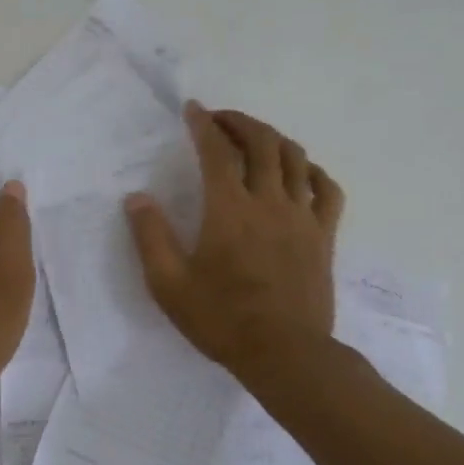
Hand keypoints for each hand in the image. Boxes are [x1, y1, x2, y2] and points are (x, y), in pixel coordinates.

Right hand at [125, 104, 344, 378]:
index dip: (204, 124)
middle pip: (261, 142)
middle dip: (240, 122)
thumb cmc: (222, 320)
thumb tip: (136, 198)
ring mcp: (302, 217)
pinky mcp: (324, 236)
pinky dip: (313, 172)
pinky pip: (327, 190)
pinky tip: (302, 173)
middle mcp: (268, 201)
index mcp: (229, 209)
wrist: (284, 354)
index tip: (193, 110)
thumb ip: (150, 237)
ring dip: (274, 138)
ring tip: (256, 139)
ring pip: (295, 158)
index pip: (217, 151)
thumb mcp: (169, 284)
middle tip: (221, 119)